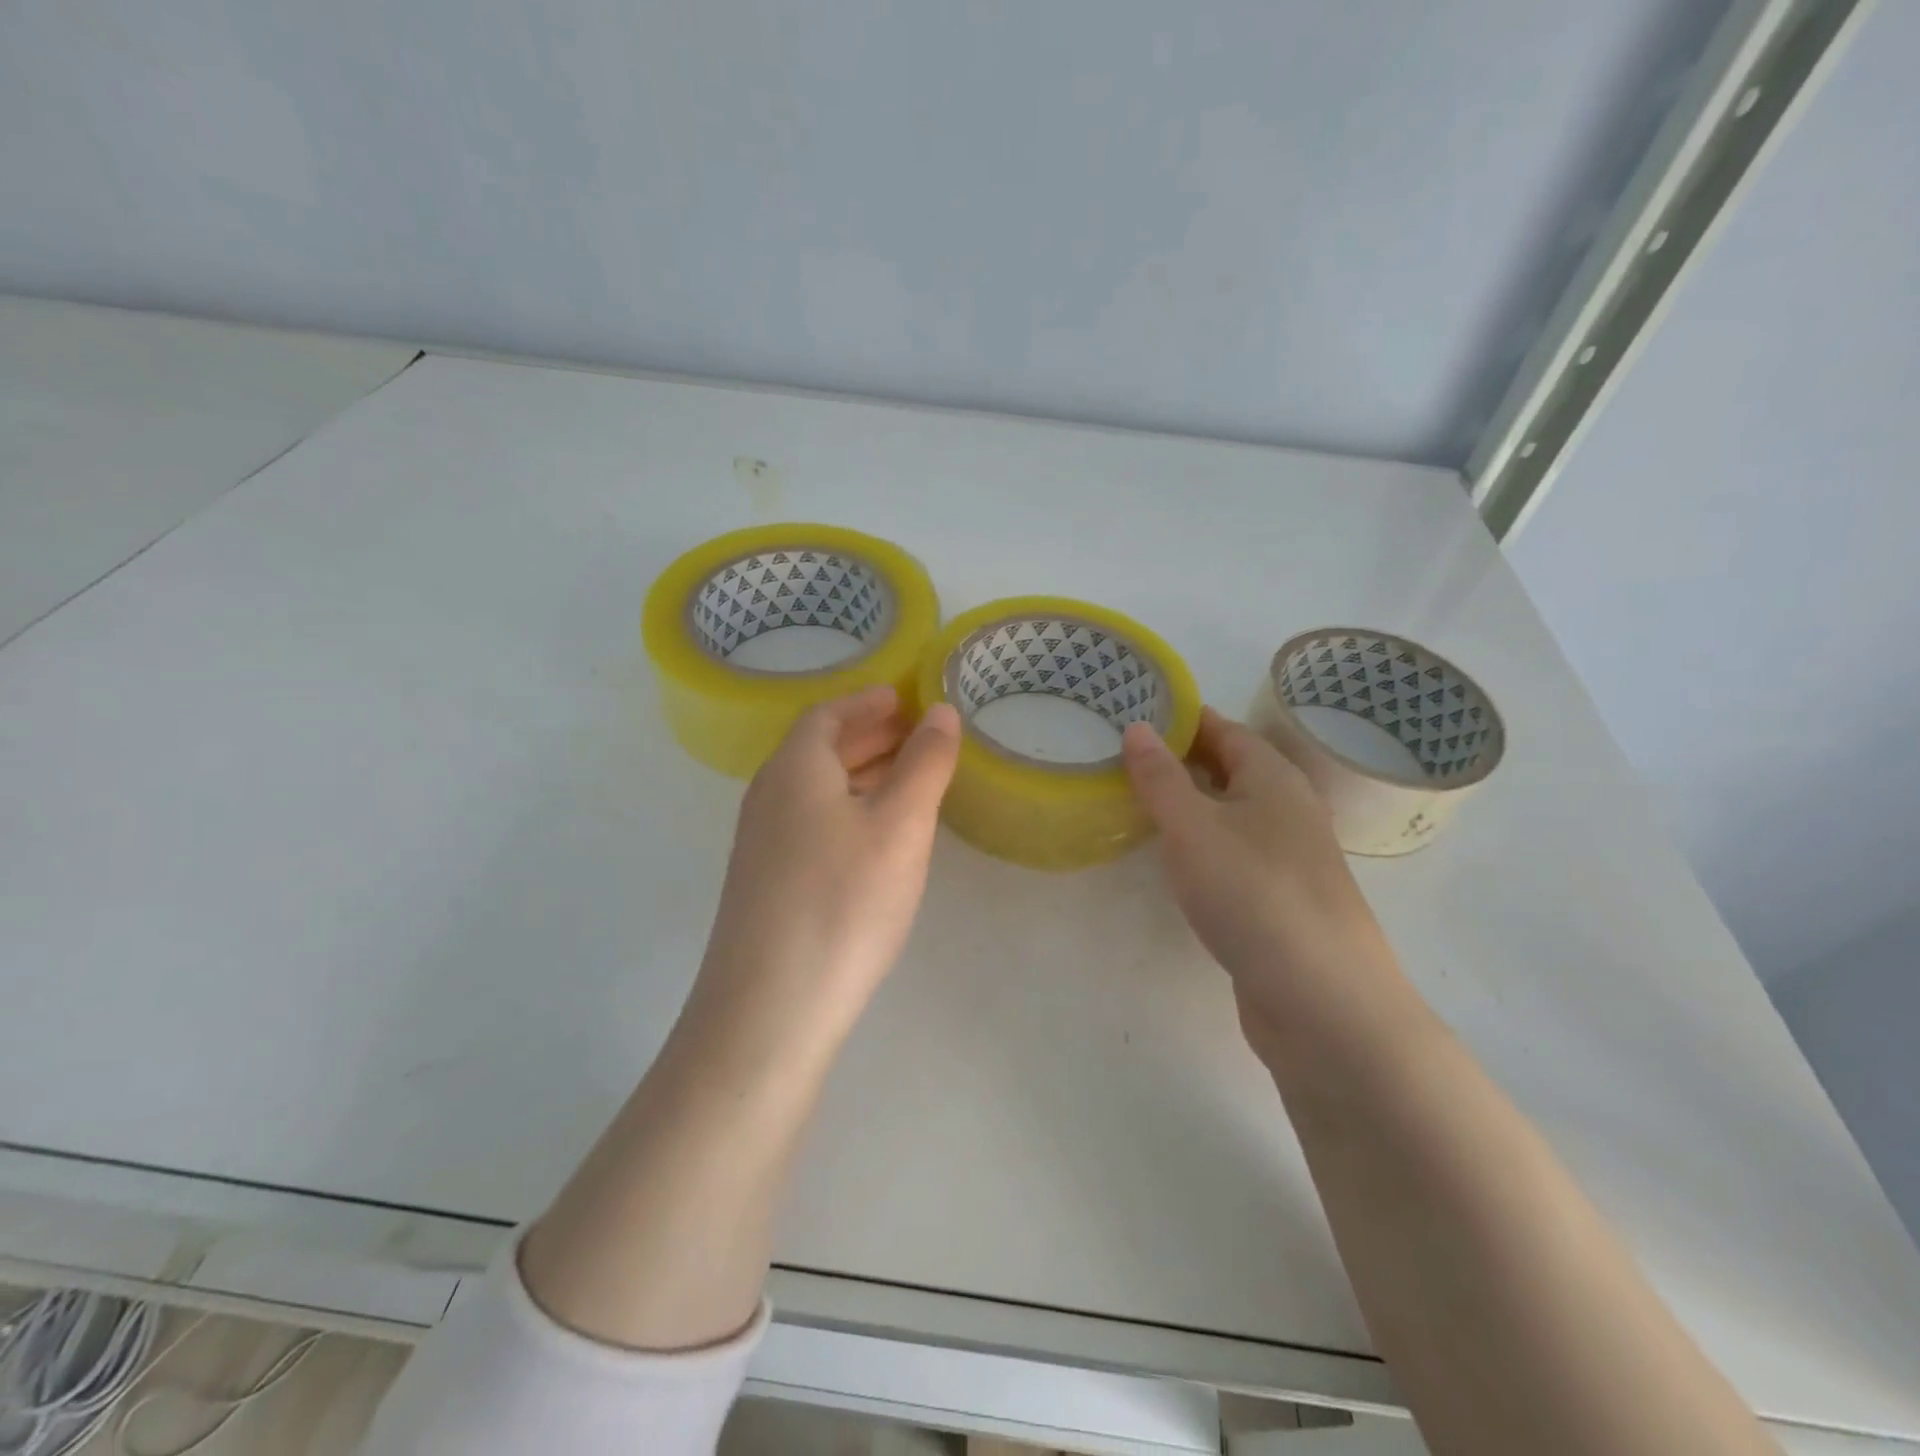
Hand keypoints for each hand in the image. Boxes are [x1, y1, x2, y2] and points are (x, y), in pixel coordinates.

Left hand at [689, 685, 961, 1050]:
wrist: (769, 1008)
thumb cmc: (843, 901)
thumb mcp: (900, 825)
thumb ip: (925, 763)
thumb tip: (941, 712)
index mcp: (795, 768)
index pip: (829, 714)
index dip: (868, 701)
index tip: (905, 697)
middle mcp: (770, 795)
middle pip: (820, 748)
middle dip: (870, 735)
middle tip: (918, 734)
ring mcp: (762, 842)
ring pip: (816, 788)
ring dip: (860, 772)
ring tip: (908, 778)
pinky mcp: (766, 882)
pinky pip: (811, 821)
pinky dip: (848, 808)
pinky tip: (876, 836)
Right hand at [1121, 708, 1406, 1062]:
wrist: (1323, 1001)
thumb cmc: (1253, 895)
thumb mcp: (1193, 828)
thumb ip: (1160, 778)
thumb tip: (1138, 727)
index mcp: (1274, 778)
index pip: (1224, 729)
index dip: (1181, 718)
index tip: (1133, 712)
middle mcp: (1288, 809)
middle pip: (1230, 769)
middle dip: (1180, 760)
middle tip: (1122, 757)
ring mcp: (1289, 857)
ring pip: (1232, 814)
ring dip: (1190, 804)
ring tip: (1138, 802)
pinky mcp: (1281, 900)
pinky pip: (1234, 852)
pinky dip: (1203, 844)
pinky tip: (1176, 860)